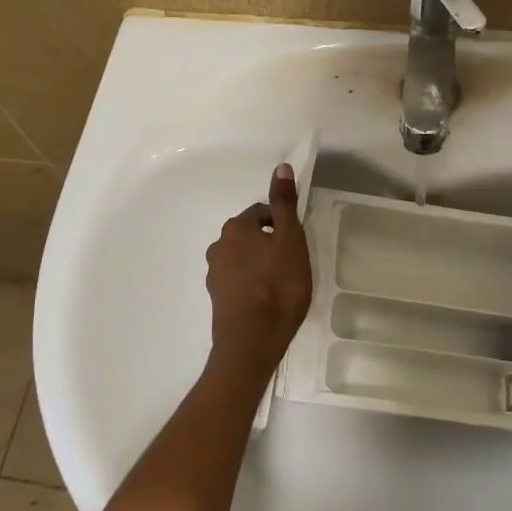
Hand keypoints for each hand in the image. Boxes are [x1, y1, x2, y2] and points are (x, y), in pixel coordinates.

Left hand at [205, 164, 313, 376]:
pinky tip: (266, 301)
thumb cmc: (278, 287)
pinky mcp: (217, 298)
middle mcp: (218, 246)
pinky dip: (251, 284)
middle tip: (292, 265)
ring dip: (260, 265)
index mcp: (236, 228)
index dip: (283, 226)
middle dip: (270, 244)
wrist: (252, 343)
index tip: (297, 246)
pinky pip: (238, 280)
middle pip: (251, 235)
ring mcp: (214, 274)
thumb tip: (281, 167)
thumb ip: (285, 204)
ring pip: (243, 258)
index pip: (263, 213)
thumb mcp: (290, 240)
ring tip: (281, 285)